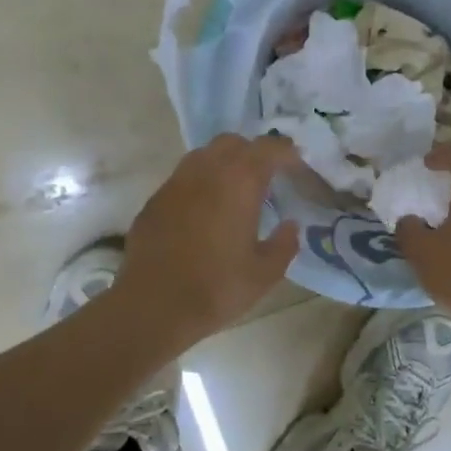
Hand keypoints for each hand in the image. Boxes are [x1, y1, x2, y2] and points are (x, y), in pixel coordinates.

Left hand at [116, 134, 302, 350]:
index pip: (268, 149)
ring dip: (223, 164)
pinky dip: (199, 184)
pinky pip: (182, 179)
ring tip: (234, 190)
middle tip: (266, 176)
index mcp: (239, 182)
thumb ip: (284, 244)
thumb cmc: (216, 288)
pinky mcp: (154, 202)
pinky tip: (204, 212)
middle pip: (233, 142)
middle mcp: (206, 172)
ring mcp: (175, 184)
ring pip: (203, 156)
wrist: (153, 307)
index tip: (298, 166)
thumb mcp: (265, 273)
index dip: (287, 153)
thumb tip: (291, 225)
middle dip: (253, 152)